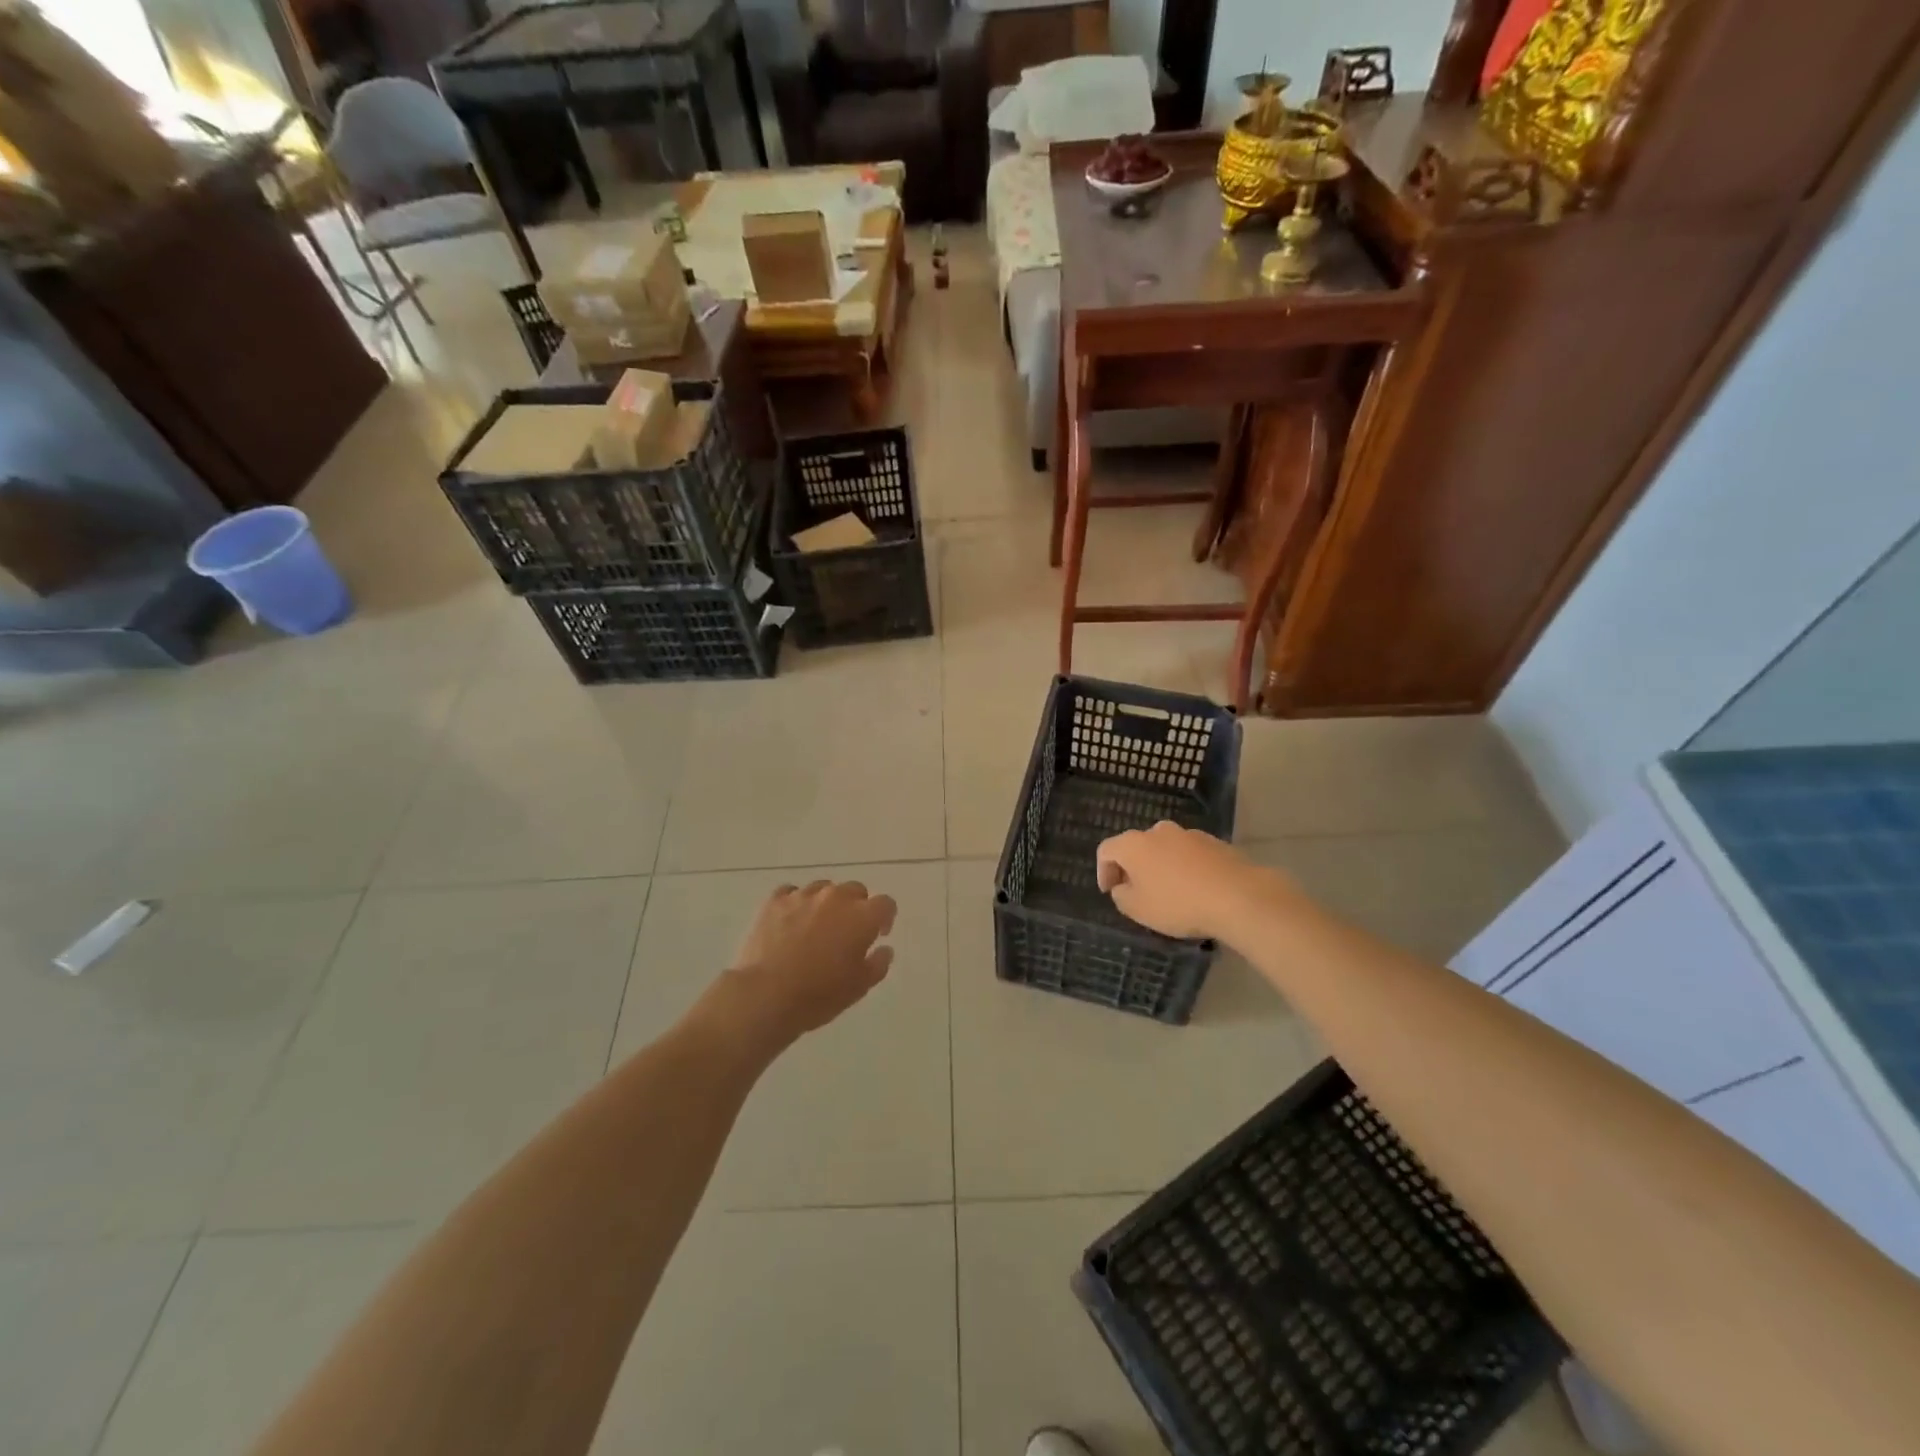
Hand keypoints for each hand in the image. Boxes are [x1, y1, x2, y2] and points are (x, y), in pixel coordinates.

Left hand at [727, 880, 897, 1048]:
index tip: (878, 934)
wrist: (765, 996)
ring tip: (816, 927)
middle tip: (847, 932)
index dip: (885, 918)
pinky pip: (792, 893)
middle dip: (856, 907)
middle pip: (855, 890)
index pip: (886, 904)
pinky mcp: (775, 901)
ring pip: (823, 888)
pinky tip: (790, 922)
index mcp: (862, 916)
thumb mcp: (859, 987)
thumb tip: (884, 948)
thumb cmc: (819, 995)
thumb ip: (878, 963)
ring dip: (826, 904)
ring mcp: (803, 895)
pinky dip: (796, 903)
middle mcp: (836, 897)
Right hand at [1096, 822, 1262, 940]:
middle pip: (1137, 846)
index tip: (1110, 892)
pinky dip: (1185, 868)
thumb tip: (1123, 886)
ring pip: (1165, 849)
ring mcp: (1189, 834)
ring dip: (1160, 867)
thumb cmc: (1178, 903)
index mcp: (1134, 844)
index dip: (1103, 871)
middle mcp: (1158, 831)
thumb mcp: (1137, 909)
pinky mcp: (1215, 842)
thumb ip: (1121, 896)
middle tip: (1137, 892)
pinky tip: (1195, 890)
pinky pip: (1189, 855)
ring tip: (1169, 893)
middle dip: (1133, 868)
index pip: (1106, 850)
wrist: (1238, 896)